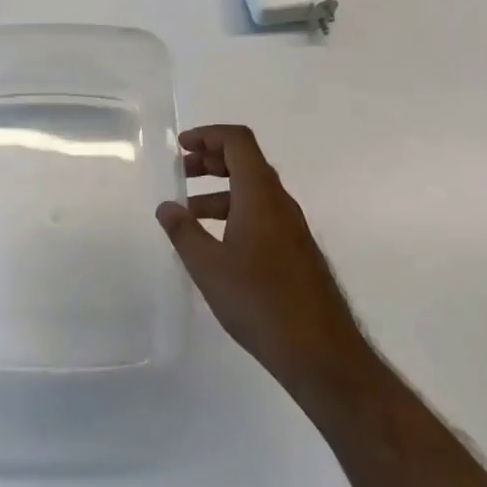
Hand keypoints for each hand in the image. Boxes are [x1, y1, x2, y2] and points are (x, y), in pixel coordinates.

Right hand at [155, 124, 361, 393]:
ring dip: (220, 190)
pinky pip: (262, 214)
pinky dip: (235, 213)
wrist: (320, 352)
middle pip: (246, 162)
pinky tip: (216, 244)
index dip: (208, 135)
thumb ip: (183, 232)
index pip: (238, 141)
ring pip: (253, 191)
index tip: (180, 147)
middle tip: (181, 172)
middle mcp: (280, 203)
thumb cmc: (259, 301)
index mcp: (260, 195)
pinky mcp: (296, 251)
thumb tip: (166, 206)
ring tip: (189, 214)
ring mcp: (292, 228)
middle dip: (211, 160)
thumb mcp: (208, 266)